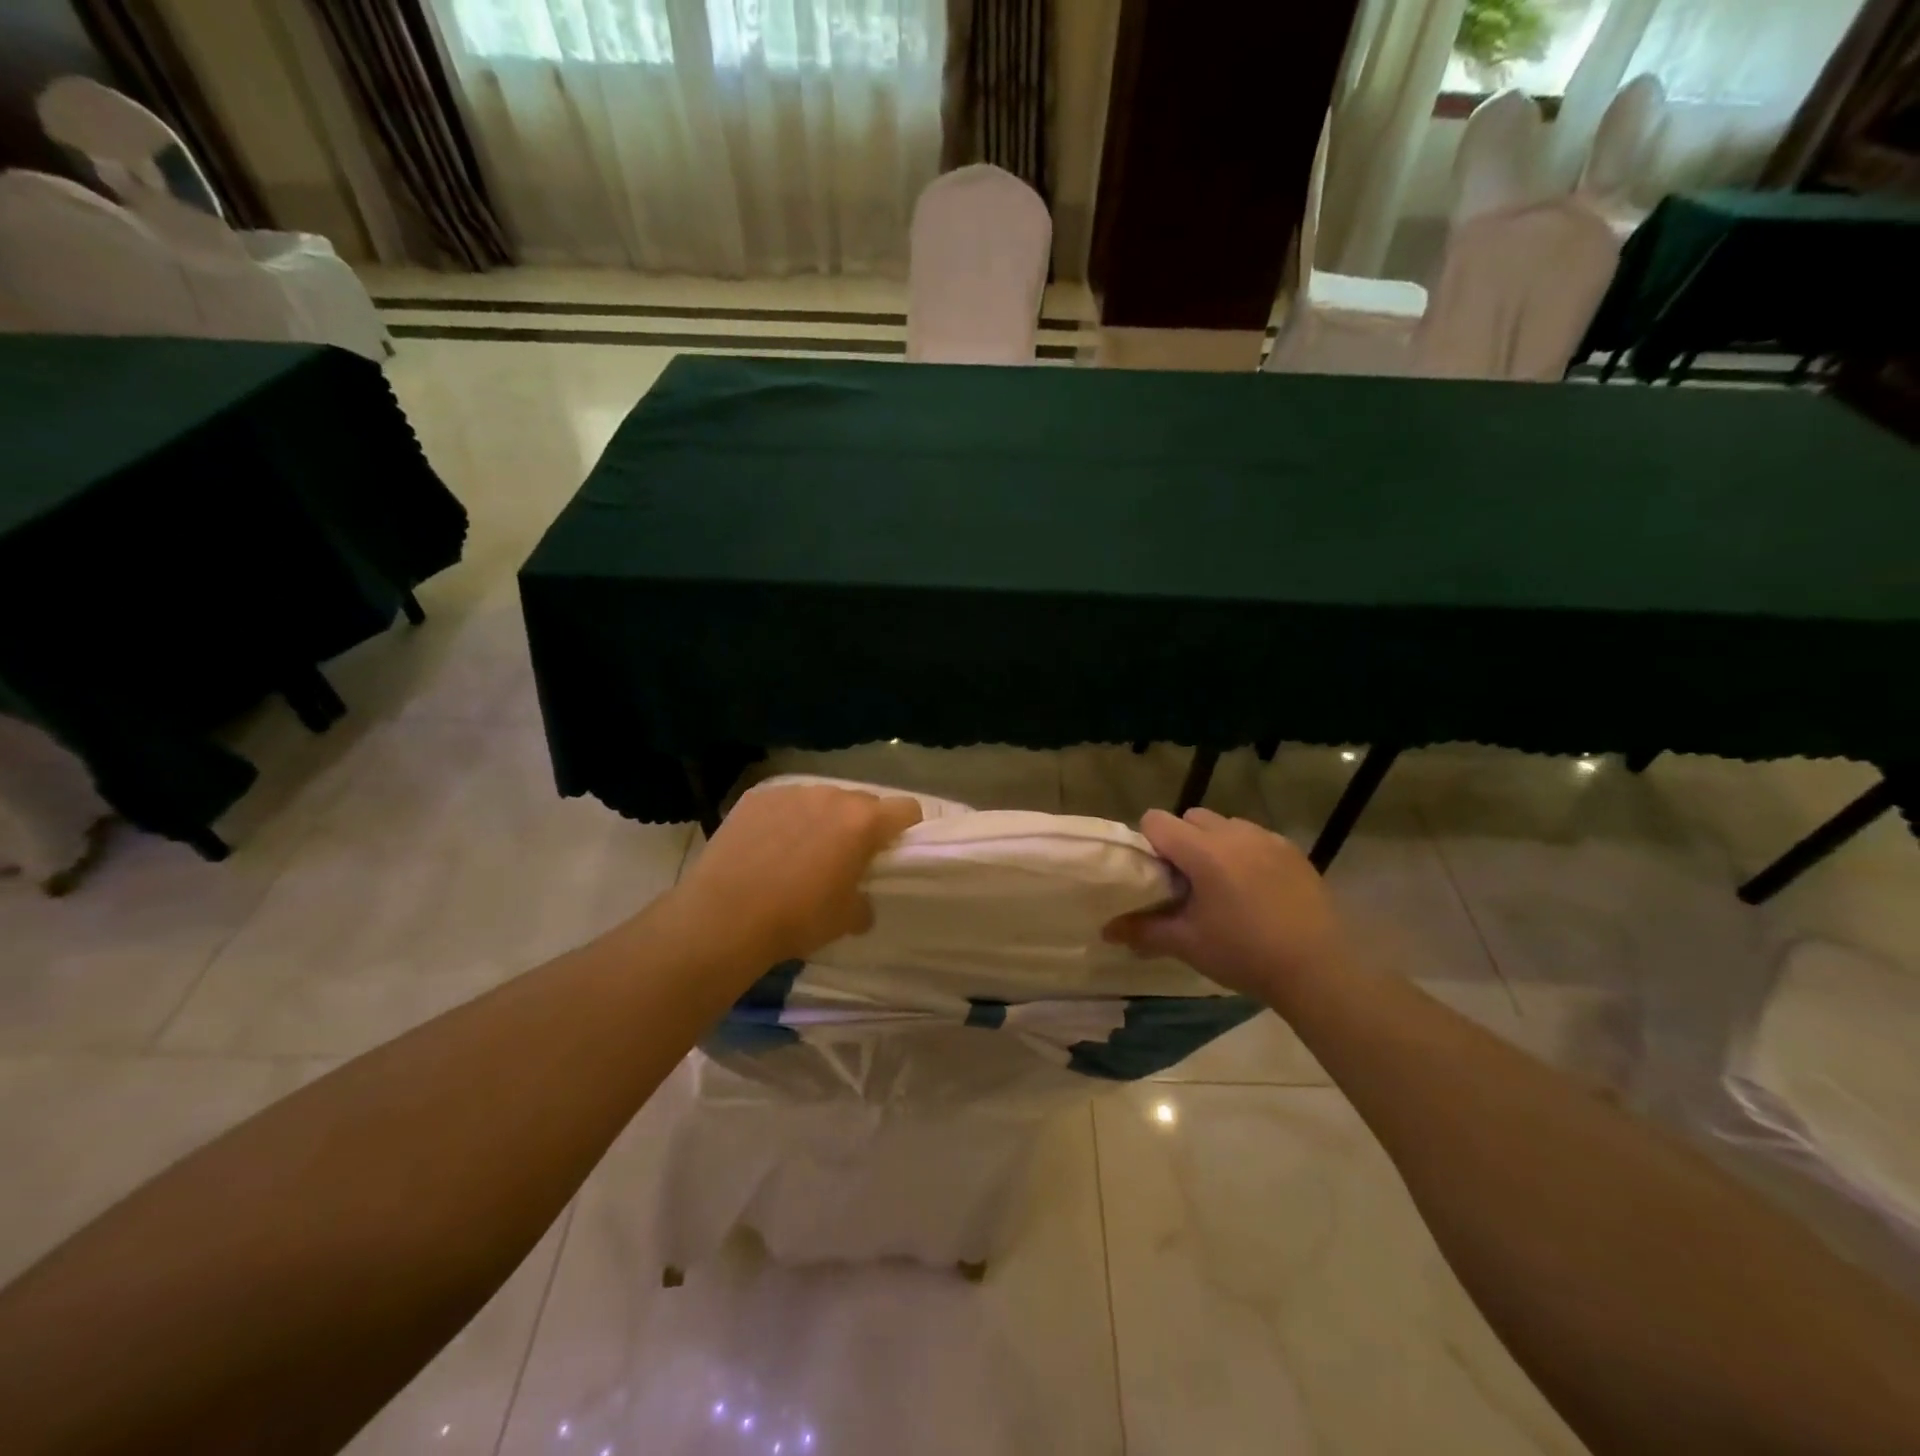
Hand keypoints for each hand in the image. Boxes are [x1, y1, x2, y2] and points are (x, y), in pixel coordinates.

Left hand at [671, 783, 922, 966]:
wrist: (725, 915)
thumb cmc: (797, 917)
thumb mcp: (845, 920)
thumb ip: (864, 902)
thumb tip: (860, 901)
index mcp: (863, 822)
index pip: (906, 808)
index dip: (906, 827)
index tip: (894, 848)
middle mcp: (832, 796)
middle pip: (862, 802)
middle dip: (861, 824)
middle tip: (845, 856)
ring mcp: (791, 792)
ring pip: (821, 799)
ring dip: (821, 819)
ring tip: (800, 851)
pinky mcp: (756, 797)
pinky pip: (784, 802)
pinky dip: (784, 819)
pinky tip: (766, 846)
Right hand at [1104, 808, 1350, 1003]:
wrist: (1318, 969)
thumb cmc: (1244, 953)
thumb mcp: (1188, 944)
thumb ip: (1144, 930)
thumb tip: (1105, 930)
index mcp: (1203, 852)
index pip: (1157, 821)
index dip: (1148, 843)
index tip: (1156, 874)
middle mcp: (1233, 834)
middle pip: (1191, 817)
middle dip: (1182, 841)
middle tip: (1187, 881)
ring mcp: (1267, 839)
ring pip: (1226, 825)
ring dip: (1215, 844)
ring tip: (1223, 884)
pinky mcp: (1293, 851)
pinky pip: (1257, 838)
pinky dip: (1246, 853)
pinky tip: (1256, 890)